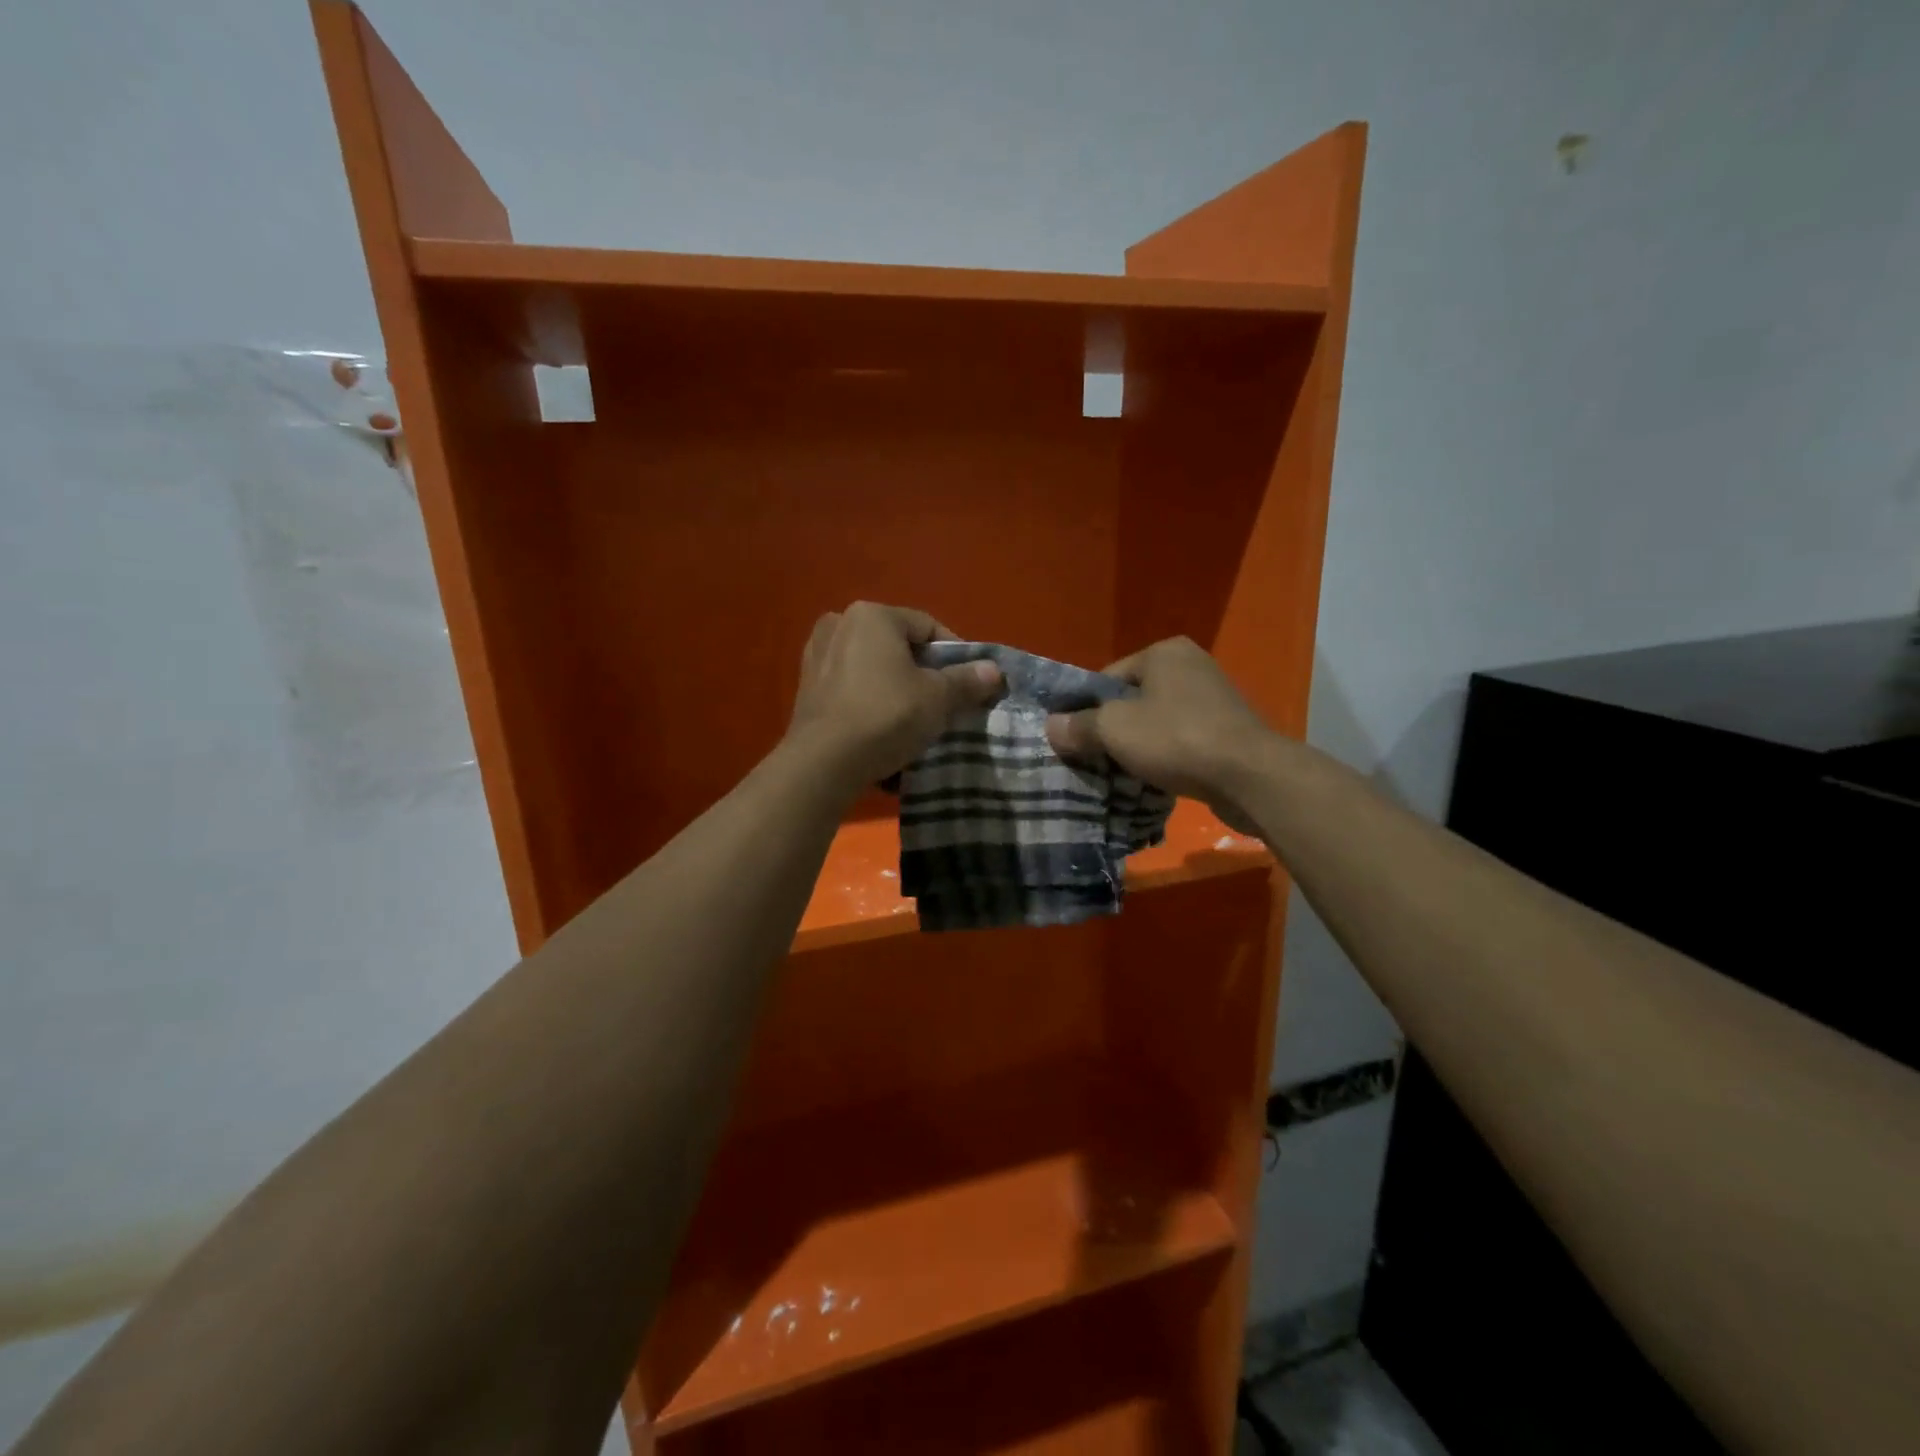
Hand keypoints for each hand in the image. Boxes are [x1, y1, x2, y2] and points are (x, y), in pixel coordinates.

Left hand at [785, 602, 1002, 794]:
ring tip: (913, 719)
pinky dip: (869, 703)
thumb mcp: (937, 699)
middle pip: (897, 647)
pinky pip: (851, 690)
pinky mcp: (806, 690)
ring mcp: (817, 657)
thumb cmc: (886, 716)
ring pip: (872, 669)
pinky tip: (882, 731)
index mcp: (872, 615)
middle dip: (922, 672)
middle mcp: (839, 625)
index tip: (970, 683)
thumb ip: (966, 680)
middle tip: (944, 702)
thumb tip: (993, 670)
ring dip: (895, 689)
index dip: (955, 654)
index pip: (927, 626)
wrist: (824, 763)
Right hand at [1044, 636, 1271, 825]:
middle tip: (1093, 760)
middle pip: (1131, 701)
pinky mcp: (1226, 731)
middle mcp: (1190, 666)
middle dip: (1112, 731)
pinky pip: (1180, 741)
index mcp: (1164, 652)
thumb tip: (1051, 726)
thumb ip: (1079, 726)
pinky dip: (1165, 757)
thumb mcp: (1114, 729)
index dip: (1085, 710)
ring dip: (1138, 747)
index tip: (1074, 741)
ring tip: (1120, 774)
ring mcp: (1213, 698)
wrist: (1249, 777)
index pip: (1107, 679)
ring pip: (1156, 723)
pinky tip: (1153, 779)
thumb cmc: (1176, 739)